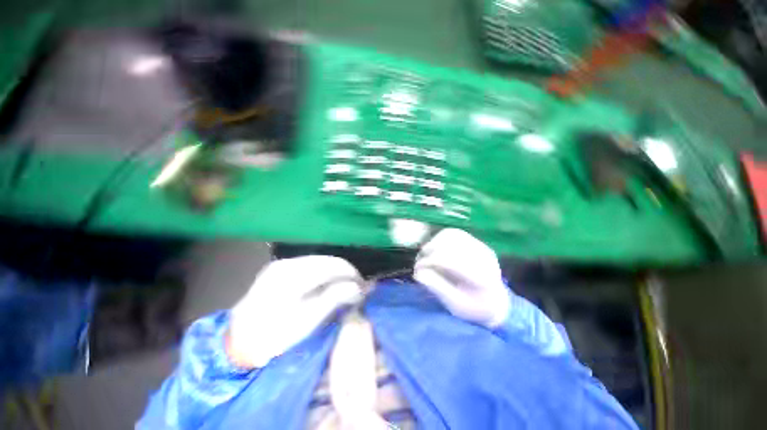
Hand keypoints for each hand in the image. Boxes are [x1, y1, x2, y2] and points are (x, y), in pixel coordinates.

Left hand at [229, 256, 361, 367]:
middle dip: (345, 272)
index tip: (362, 286)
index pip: (333, 265)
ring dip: (335, 272)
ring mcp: (282, 264)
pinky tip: (327, 284)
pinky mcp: (279, 269)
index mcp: (294, 275)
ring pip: (319, 261)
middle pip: (327, 260)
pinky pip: (309, 265)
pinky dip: (323, 273)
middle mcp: (288, 263)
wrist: (239, 342)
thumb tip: (357, 287)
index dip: (352, 274)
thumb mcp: (307, 320)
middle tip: (356, 287)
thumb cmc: (274, 336)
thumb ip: (334, 298)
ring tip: (344, 286)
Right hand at [414, 229, 510, 327]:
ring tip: (425, 255)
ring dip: (434, 243)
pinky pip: (455, 233)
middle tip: (419, 262)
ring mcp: (481, 247)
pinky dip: (440, 238)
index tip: (417, 269)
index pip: (450, 259)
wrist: (496, 302)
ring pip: (451, 235)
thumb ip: (437, 288)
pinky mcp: (477, 242)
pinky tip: (435, 248)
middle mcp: (484, 257)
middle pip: (449, 244)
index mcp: (481, 276)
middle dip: (429, 251)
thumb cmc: (475, 309)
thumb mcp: (456, 305)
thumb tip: (418, 273)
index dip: (429, 261)